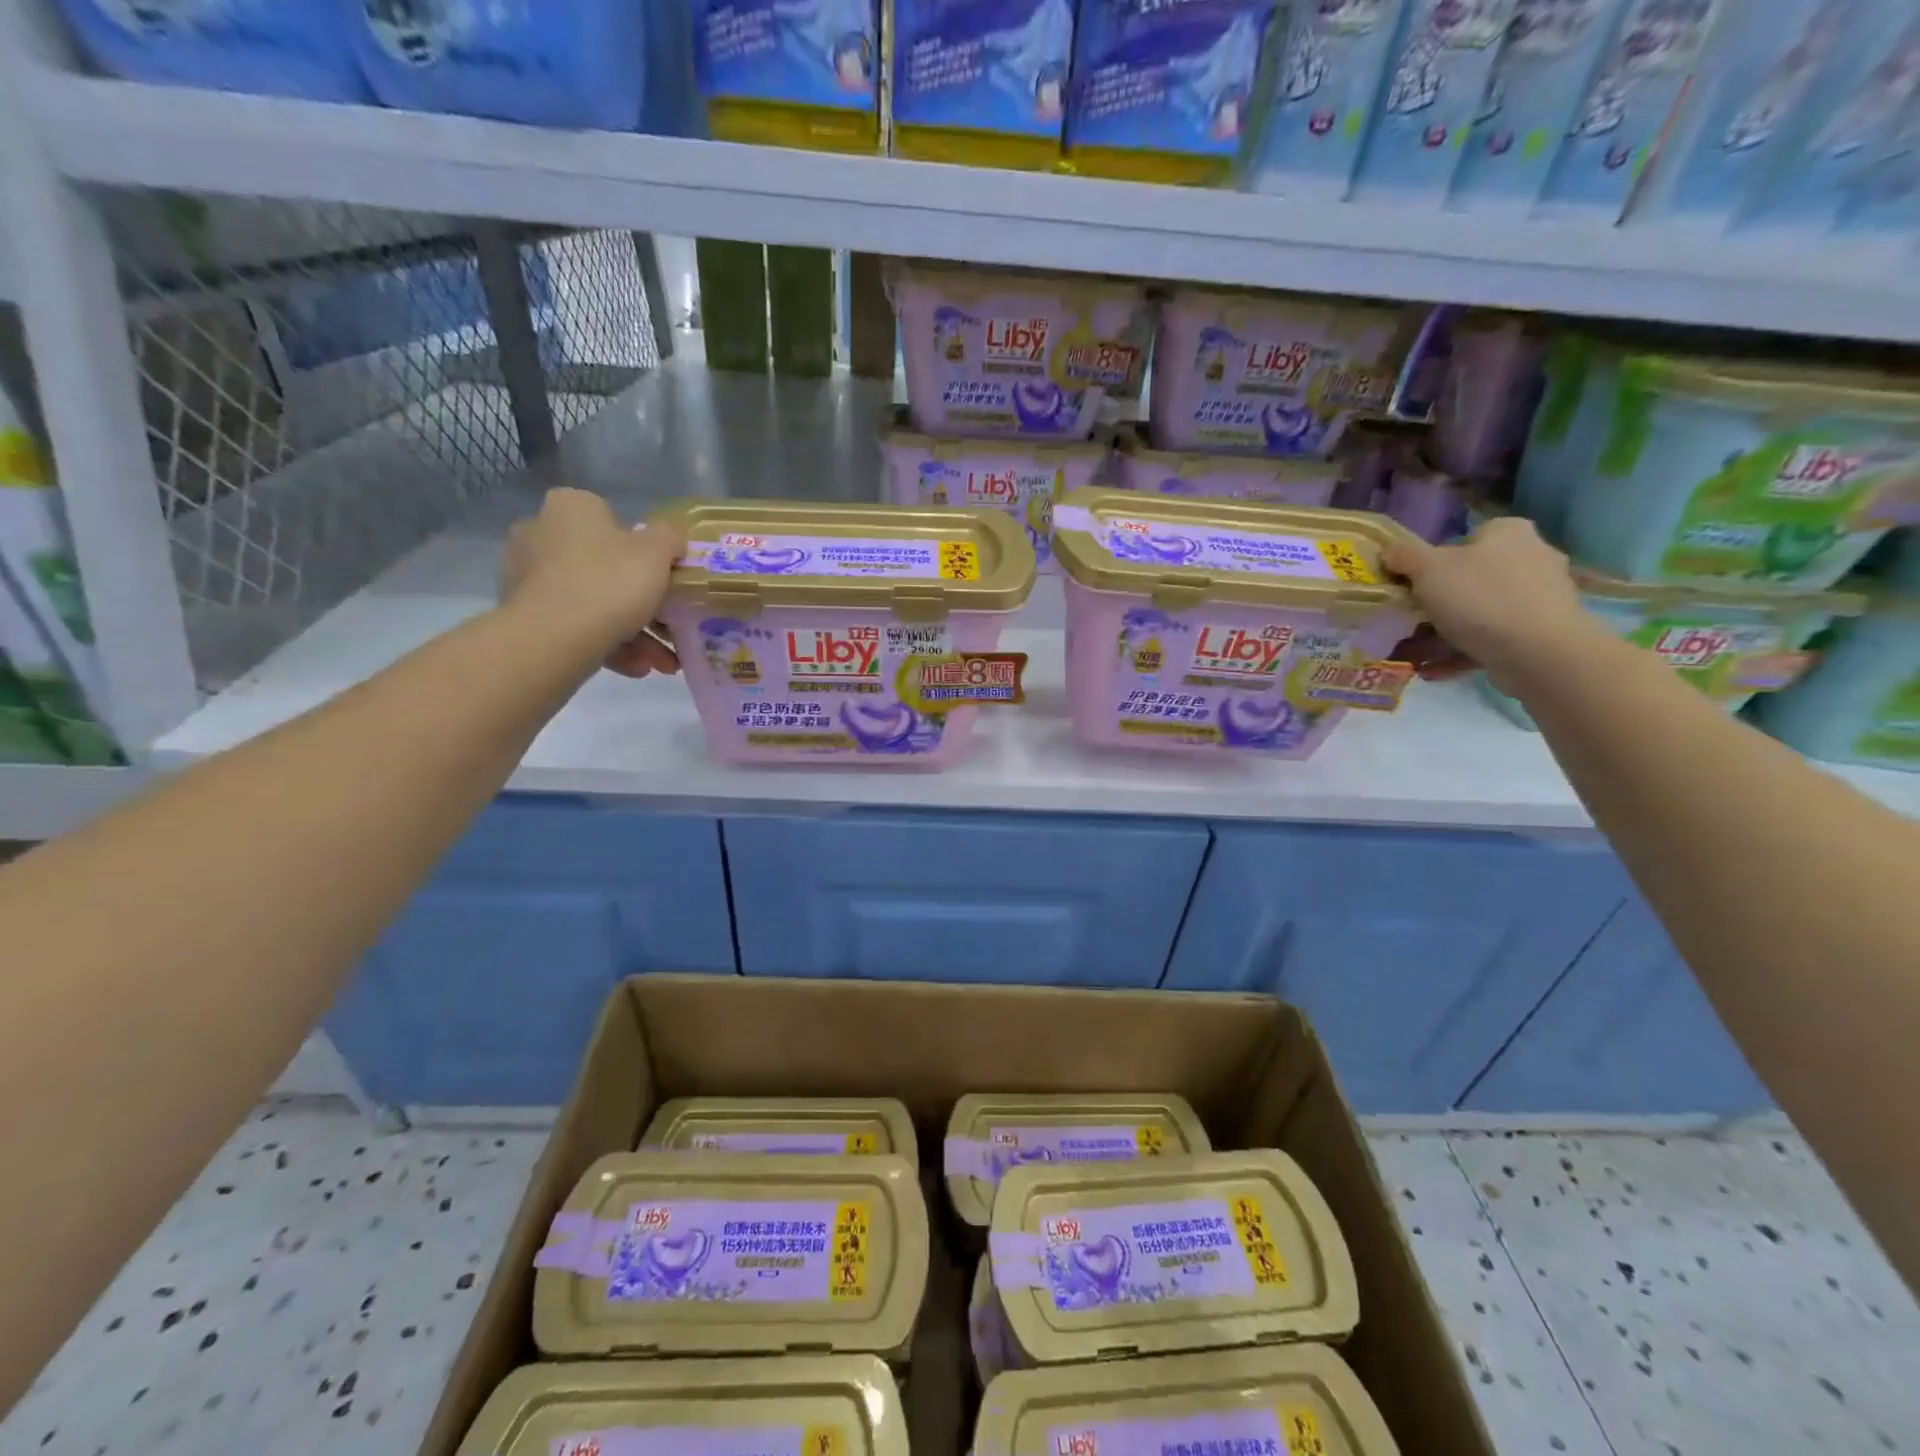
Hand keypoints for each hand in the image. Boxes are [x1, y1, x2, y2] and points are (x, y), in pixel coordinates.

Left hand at [499, 488, 686, 678]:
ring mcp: (527, 576)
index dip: (645, 552)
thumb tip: (670, 538)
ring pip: (593, 602)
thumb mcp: (658, 552)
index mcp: (572, 507)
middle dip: (643, 603)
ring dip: (633, 633)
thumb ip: (670, 537)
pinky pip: (575, 625)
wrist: (555, 638)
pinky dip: (607, 645)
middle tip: (670, 629)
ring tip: (661, 663)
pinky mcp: (523, 614)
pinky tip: (636, 668)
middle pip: (605, 567)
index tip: (665, 580)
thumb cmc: (611, 581)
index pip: (614, 521)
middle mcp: (541, 533)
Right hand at [1382, 517, 1599, 691]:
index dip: (1432, 562)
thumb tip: (1390, 551)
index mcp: (1508, 532)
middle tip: (1412, 620)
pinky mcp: (1544, 629)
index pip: (1464, 539)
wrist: (1537, 651)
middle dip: (1440, 600)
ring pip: (1481, 608)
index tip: (1413, 587)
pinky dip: (1464, 650)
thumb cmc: (1478, 598)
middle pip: (1471, 576)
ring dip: (1448, 629)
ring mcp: (1542, 594)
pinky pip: (1493, 636)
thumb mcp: (1427, 569)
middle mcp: (1532, 555)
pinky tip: (1437, 668)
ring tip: (1417, 653)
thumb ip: (1404, 556)